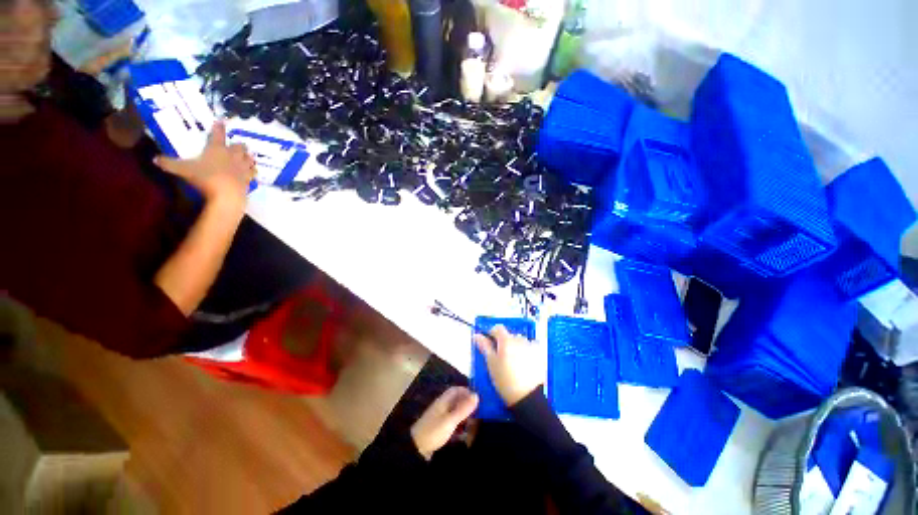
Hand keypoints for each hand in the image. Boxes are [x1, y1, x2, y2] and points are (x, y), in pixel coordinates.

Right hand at [154, 121, 255, 205]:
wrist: (227, 195)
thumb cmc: (205, 179)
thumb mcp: (183, 170)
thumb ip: (169, 163)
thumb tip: (154, 158)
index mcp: (217, 149)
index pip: (218, 134)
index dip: (219, 127)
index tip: (221, 121)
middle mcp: (232, 156)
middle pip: (239, 147)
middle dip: (239, 145)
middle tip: (238, 145)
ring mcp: (242, 168)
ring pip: (249, 159)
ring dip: (248, 157)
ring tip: (248, 157)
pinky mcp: (249, 179)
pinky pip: (253, 173)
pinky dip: (252, 171)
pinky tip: (252, 172)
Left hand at [411, 386, 477, 460]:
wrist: (416, 449)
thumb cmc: (434, 431)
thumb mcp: (450, 420)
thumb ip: (463, 408)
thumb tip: (476, 395)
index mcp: (444, 400)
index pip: (456, 390)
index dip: (467, 392)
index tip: (478, 399)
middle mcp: (442, 406)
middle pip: (457, 401)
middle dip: (467, 406)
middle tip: (478, 414)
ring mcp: (440, 418)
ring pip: (456, 413)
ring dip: (464, 417)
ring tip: (473, 426)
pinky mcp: (440, 428)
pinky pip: (453, 423)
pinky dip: (459, 427)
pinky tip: (464, 435)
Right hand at [474, 325, 545, 406]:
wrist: (526, 397)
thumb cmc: (504, 380)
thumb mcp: (491, 363)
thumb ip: (484, 346)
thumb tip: (477, 334)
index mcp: (506, 340)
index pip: (498, 328)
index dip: (492, 334)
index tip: (490, 345)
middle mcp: (519, 339)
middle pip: (509, 335)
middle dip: (504, 342)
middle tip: (501, 358)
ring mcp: (531, 345)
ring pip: (519, 340)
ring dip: (515, 346)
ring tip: (514, 362)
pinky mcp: (540, 353)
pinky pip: (531, 345)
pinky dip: (527, 350)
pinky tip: (525, 362)